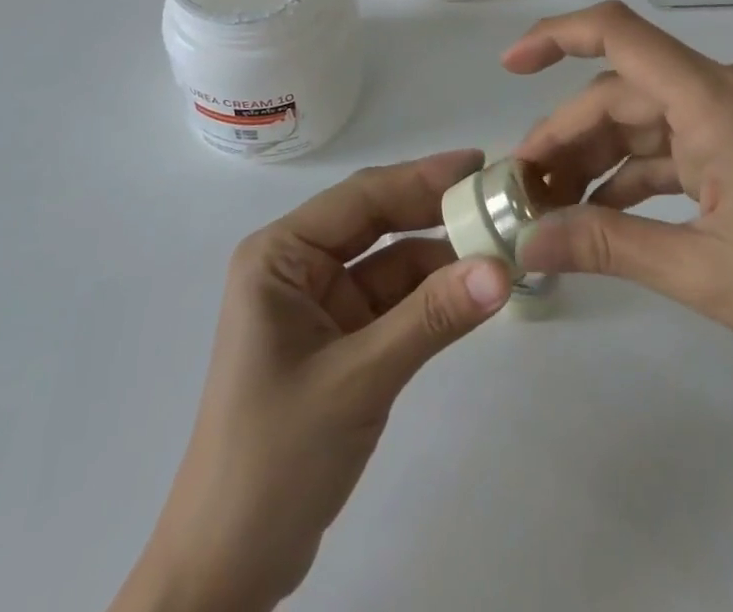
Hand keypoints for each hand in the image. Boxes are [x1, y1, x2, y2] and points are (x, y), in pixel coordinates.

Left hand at [114, 150, 512, 611]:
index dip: (421, 177)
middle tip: (498, 200)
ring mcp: (318, 306)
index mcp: (280, 254)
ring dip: (440, 258)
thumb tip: (503, 269)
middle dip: (434, 212)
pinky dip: (430, 298)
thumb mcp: (358, 378)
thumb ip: (431, 318)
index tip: (480, 165)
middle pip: (375, 223)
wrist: (230, 567)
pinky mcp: (338, 342)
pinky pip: (392, 304)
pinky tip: (473, 291)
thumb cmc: (276, 455)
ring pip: (389, 264)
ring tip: (501, 245)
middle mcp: (297, 267)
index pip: (360, 198)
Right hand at [508, 1, 732, 391]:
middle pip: (623, 91)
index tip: (508, 65)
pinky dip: (638, 170)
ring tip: (552, 205)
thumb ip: (608, 246)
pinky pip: (676, 140)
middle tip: (521, 190)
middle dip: (568, 136)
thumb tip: (527, 243)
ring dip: (599, 156)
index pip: (620, 34)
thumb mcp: (704, 274)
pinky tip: (603, 209)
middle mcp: (728, 87)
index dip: (555, 35)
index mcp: (719, 100)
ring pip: (646, 117)